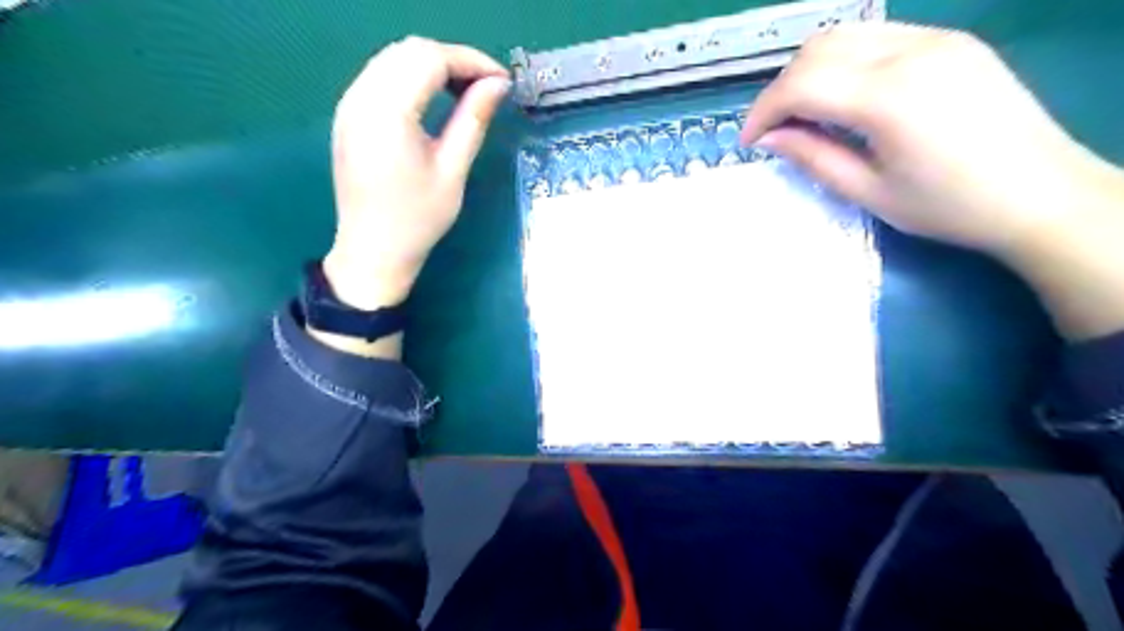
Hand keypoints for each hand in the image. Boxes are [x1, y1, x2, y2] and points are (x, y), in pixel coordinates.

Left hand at [323, 35, 513, 306]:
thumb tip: (498, 85)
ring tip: (465, 93)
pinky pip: (380, 76)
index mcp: (388, 112)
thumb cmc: (418, 219)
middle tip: (487, 87)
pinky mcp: (348, 116)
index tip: (503, 81)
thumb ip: (473, 120)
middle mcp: (361, 98)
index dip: (471, 61)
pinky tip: (433, 99)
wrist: (373, 250)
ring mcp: (349, 105)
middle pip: (409, 50)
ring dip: (432, 65)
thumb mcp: (453, 170)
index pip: (430, 59)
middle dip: (453, 60)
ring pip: (393, 58)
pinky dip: (411, 77)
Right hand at [739, 21, 1123, 340]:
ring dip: (809, 71)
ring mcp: (934, 38)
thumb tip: (769, 139)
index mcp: (889, 96)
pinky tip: (843, 97)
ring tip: (803, 114)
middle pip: (817, 49)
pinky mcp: (949, 41)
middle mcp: (911, 51)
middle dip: (781, 89)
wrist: (1040, 193)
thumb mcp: (868, 191)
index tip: (749, 142)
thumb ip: (813, 157)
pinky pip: (877, 37)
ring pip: (844, 34)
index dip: (763, 111)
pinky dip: (843, 62)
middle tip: (774, 130)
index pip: (801, 84)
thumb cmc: (947, 206)